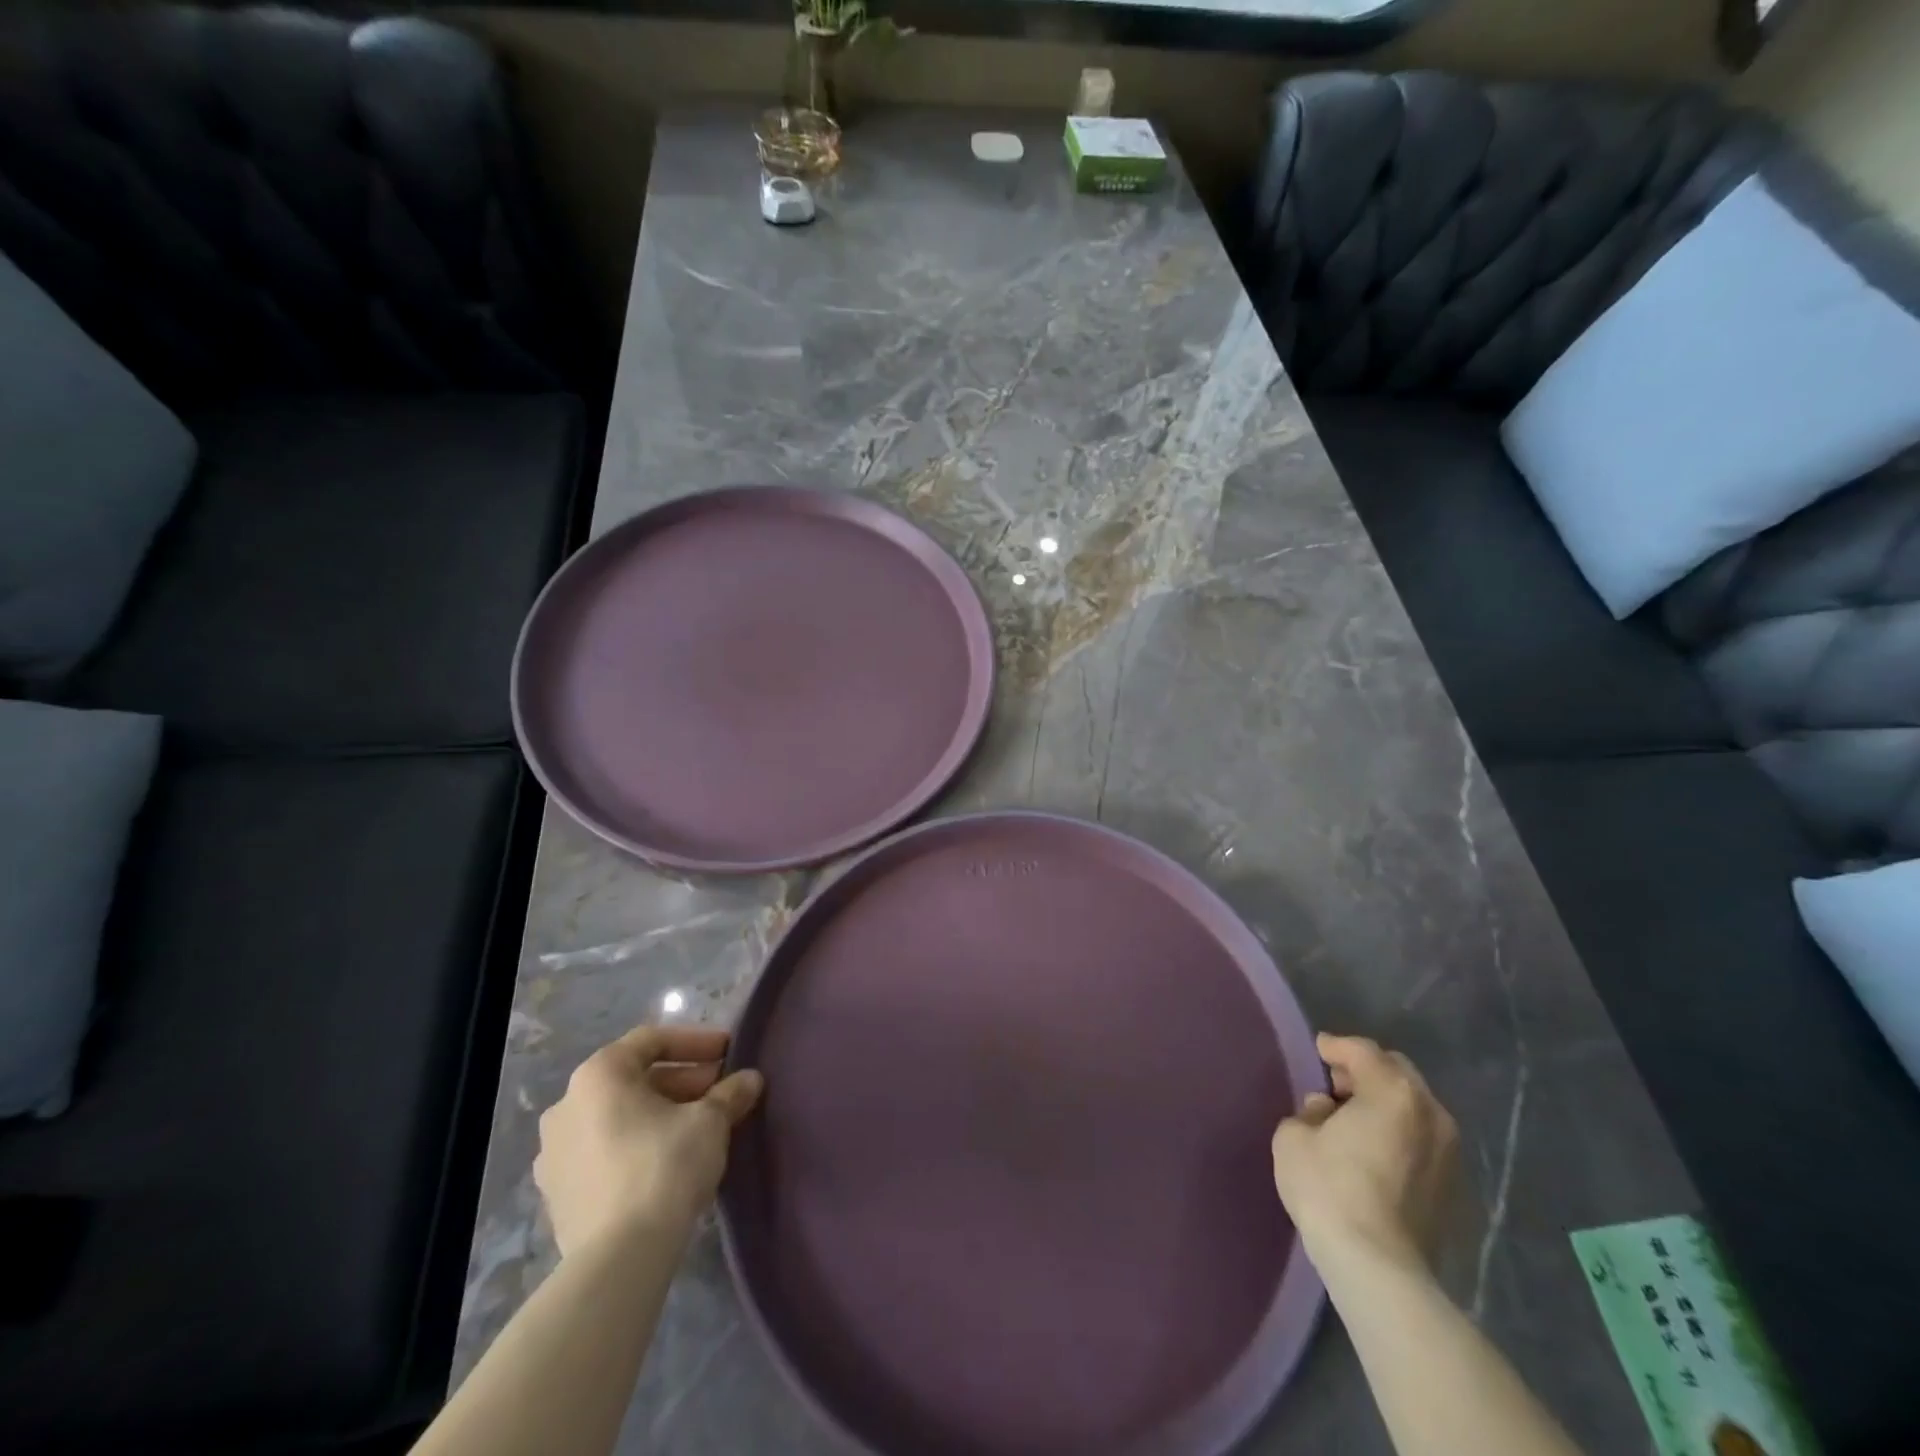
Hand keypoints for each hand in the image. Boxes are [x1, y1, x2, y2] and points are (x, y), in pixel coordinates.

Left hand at [534, 1024, 763, 1256]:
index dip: (696, 1041)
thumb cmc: (664, 1166)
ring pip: (619, 1116)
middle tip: (720, 1091)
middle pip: (634, 1079)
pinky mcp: (558, 1194)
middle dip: (682, 1081)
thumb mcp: (710, 1121)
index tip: (729, 1052)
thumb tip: (750, 1080)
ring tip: (700, 1127)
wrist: (619, 1259)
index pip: (652, 1040)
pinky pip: (604, 1151)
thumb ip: (730, 1093)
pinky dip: (637, 1144)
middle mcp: (567, 1105)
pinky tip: (670, 1161)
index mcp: (598, 1075)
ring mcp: (555, 1153)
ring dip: (661, 1113)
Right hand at [1271, 1033, 1458, 1273]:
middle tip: (1335, 1085)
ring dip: (1385, 1104)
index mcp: (1393, 1091)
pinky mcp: (1455, 1187)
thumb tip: (1327, 1111)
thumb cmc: (1330, 1189)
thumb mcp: (1294, 1136)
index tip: (1318, 1050)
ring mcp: (1450, 1152)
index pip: (1361, 1051)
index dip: (1335, 1046)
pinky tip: (1374, 1152)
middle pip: (1397, 1073)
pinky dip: (1400, 1134)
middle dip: (1365, 1071)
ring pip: (1415, 1107)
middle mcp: (1431, 1112)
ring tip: (1354, 1121)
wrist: (1379, 1269)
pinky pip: (1423, 1140)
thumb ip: (1310, 1111)